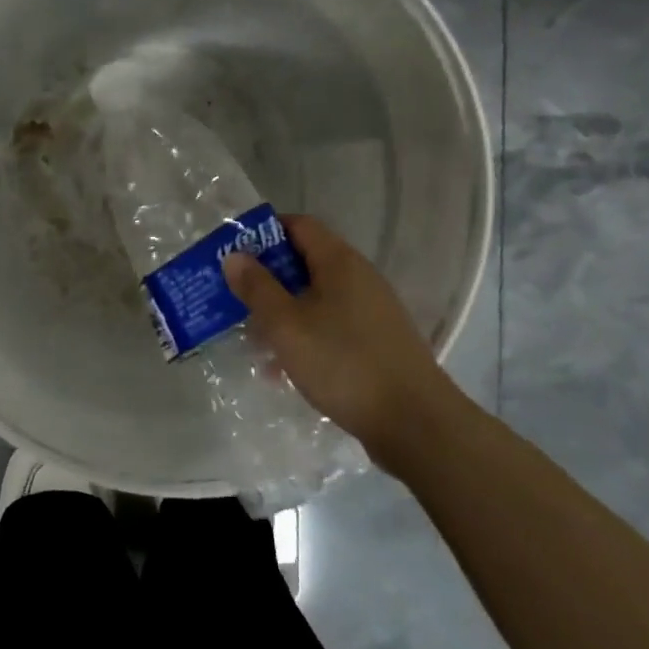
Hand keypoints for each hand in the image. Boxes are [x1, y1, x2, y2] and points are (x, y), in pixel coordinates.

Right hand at [222, 214, 450, 450]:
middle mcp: (359, 277)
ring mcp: (372, 310)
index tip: (234, 255)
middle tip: (236, 300)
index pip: (298, 225)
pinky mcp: (377, 341)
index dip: (263, 233)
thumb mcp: (286, 325)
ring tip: (254, 341)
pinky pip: (331, 325)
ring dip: (283, 312)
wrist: (414, 423)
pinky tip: (286, 368)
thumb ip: (257, 288)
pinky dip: (305, 335)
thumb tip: (234, 256)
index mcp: (339, 262)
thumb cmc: (343, 363)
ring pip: (316, 298)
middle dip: (267, 279)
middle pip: (305, 262)